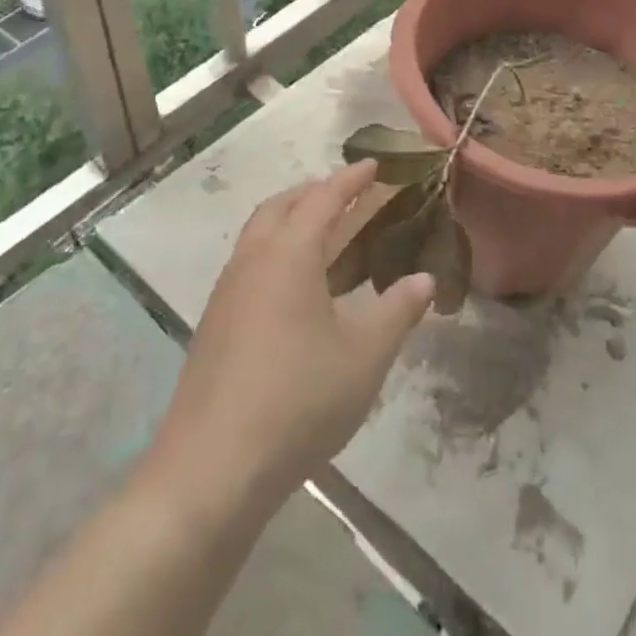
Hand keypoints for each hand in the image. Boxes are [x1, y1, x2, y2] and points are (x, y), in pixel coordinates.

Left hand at [145, 162, 433, 513]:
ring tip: (325, 233)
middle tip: (348, 193)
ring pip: (259, 235)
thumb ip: (398, 311)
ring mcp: (226, 294)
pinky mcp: (214, 326)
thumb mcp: (365, 355)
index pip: (323, 199)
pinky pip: (249, 264)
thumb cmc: (298, 400)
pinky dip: (276, 252)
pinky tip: (296, 288)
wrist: (210, 470)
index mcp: (289, 255)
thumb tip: (424, 279)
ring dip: (291, 220)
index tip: (374, 165)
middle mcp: (252, 262)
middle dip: (314, 192)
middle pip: (281, 207)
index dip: (351, 180)